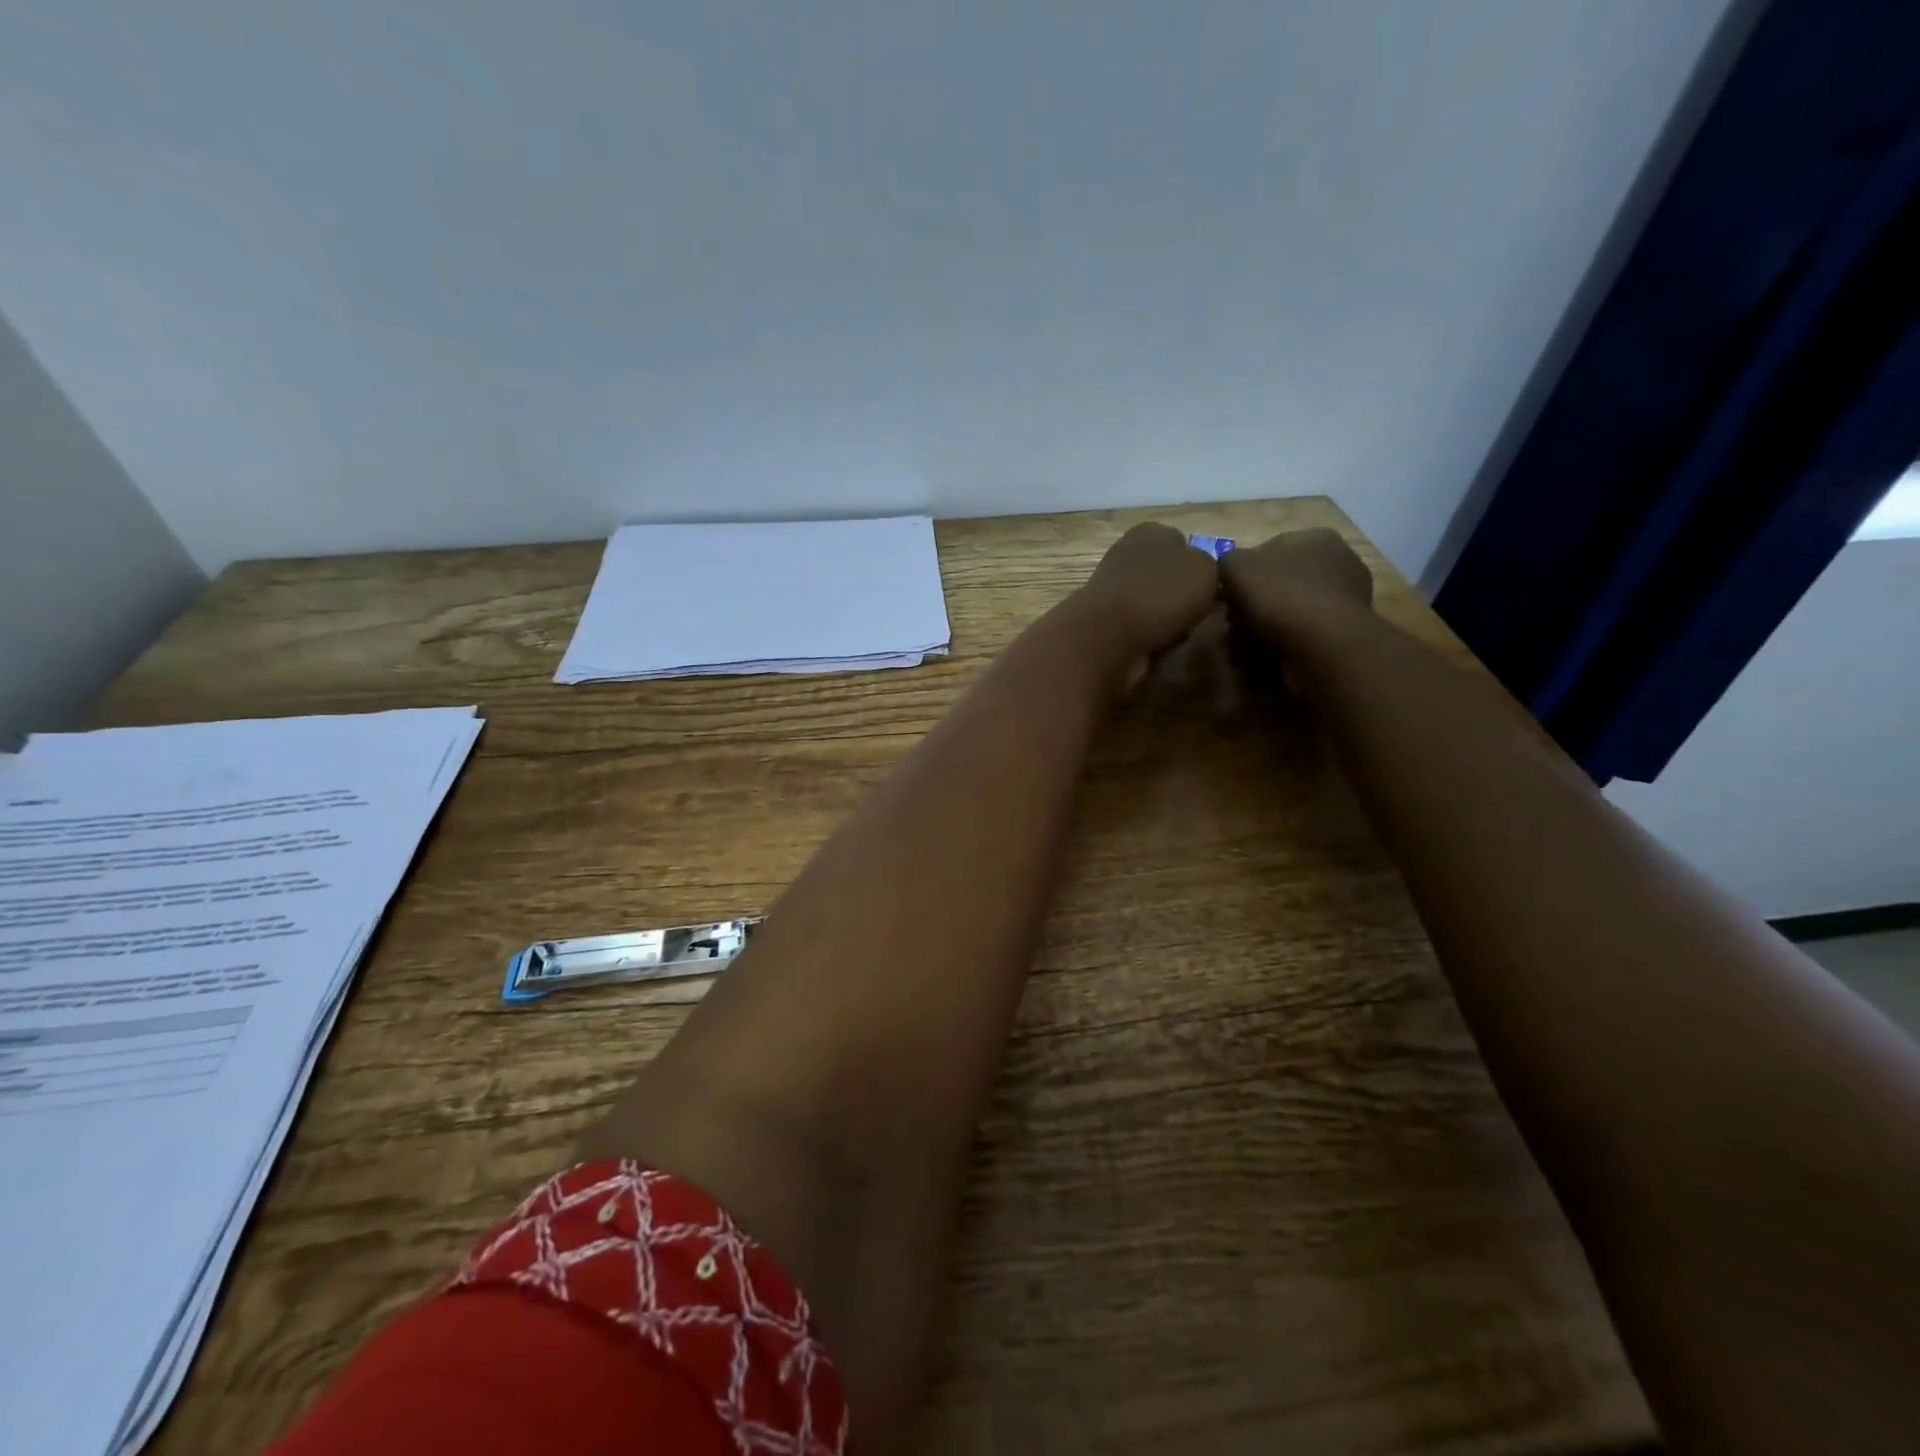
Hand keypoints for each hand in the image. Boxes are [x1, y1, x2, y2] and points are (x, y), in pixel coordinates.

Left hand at [1067, 523, 1219, 683]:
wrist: (1108, 637)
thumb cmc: (1161, 593)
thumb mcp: (1207, 568)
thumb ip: (1213, 566)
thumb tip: (1206, 577)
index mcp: (1150, 531)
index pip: (1183, 542)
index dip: (1201, 566)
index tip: (1215, 588)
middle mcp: (1127, 555)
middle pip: (1168, 575)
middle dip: (1184, 595)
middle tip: (1204, 613)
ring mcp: (1113, 591)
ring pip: (1155, 603)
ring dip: (1170, 618)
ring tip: (1184, 632)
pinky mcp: (1106, 623)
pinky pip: (1142, 628)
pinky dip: (1153, 637)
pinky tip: (1162, 646)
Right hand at [1219, 528, 1373, 650]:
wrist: (1324, 647)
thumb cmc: (1281, 597)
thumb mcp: (1237, 568)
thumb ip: (1228, 561)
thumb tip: (1229, 570)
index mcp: (1316, 537)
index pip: (1269, 549)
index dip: (1243, 573)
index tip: (1228, 597)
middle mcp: (1339, 560)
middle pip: (1282, 579)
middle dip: (1257, 600)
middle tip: (1236, 622)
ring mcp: (1348, 596)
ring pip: (1293, 607)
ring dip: (1270, 622)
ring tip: (1249, 642)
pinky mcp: (1347, 629)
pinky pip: (1306, 630)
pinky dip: (1288, 639)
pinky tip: (1270, 652)